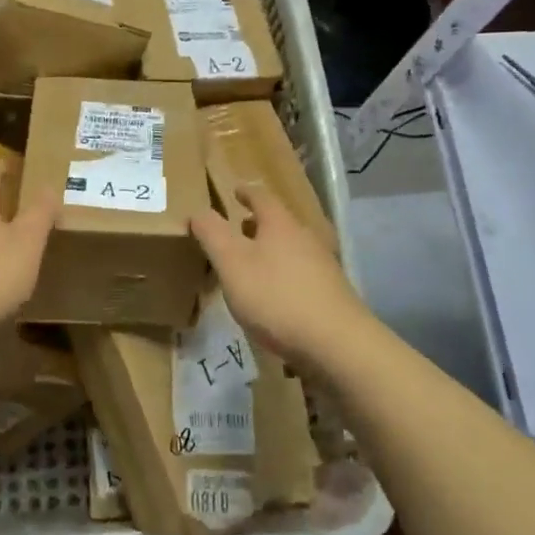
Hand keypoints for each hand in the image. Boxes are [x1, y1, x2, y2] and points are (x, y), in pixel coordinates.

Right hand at [190, 187, 367, 368]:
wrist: (336, 343)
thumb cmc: (276, 297)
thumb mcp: (232, 263)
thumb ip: (212, 234)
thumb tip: (198, 210)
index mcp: (280, 224)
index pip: (261, 197)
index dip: (246, 193)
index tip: (235, 191)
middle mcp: (305, 238)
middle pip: (279, 223)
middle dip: (258, 223)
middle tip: (238, 228)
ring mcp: (323, 266)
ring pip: (291, 248)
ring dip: (270, 250)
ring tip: (251, 263)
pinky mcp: (331, 294)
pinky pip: (300, 273)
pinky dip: (283, 274)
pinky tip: (274, 295)